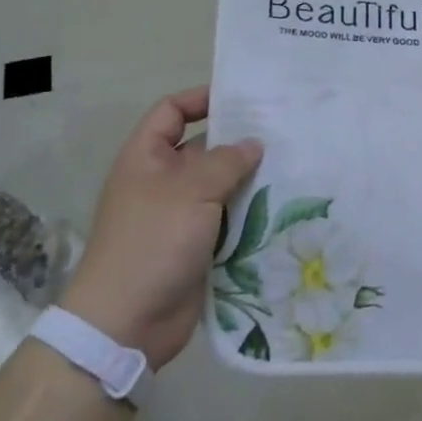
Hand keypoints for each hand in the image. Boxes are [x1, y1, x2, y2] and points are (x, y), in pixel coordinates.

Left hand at [59, 88, 262, 371]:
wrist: (127, 322)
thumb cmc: (152, 242)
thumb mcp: (190, 191)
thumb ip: (226, 162)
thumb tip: (253, 144)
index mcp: (146, 158)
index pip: (171, 112)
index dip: (201, 99)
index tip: (242, 99)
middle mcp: (161, 181)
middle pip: (203, 149)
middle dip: (238, 142)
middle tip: (284, 134)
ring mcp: (179, 216)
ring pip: (220, 187)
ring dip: (250, 181)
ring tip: (294, 167)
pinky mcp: (196, 247)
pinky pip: (227, 221)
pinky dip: (250, 215)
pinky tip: (283, 208)